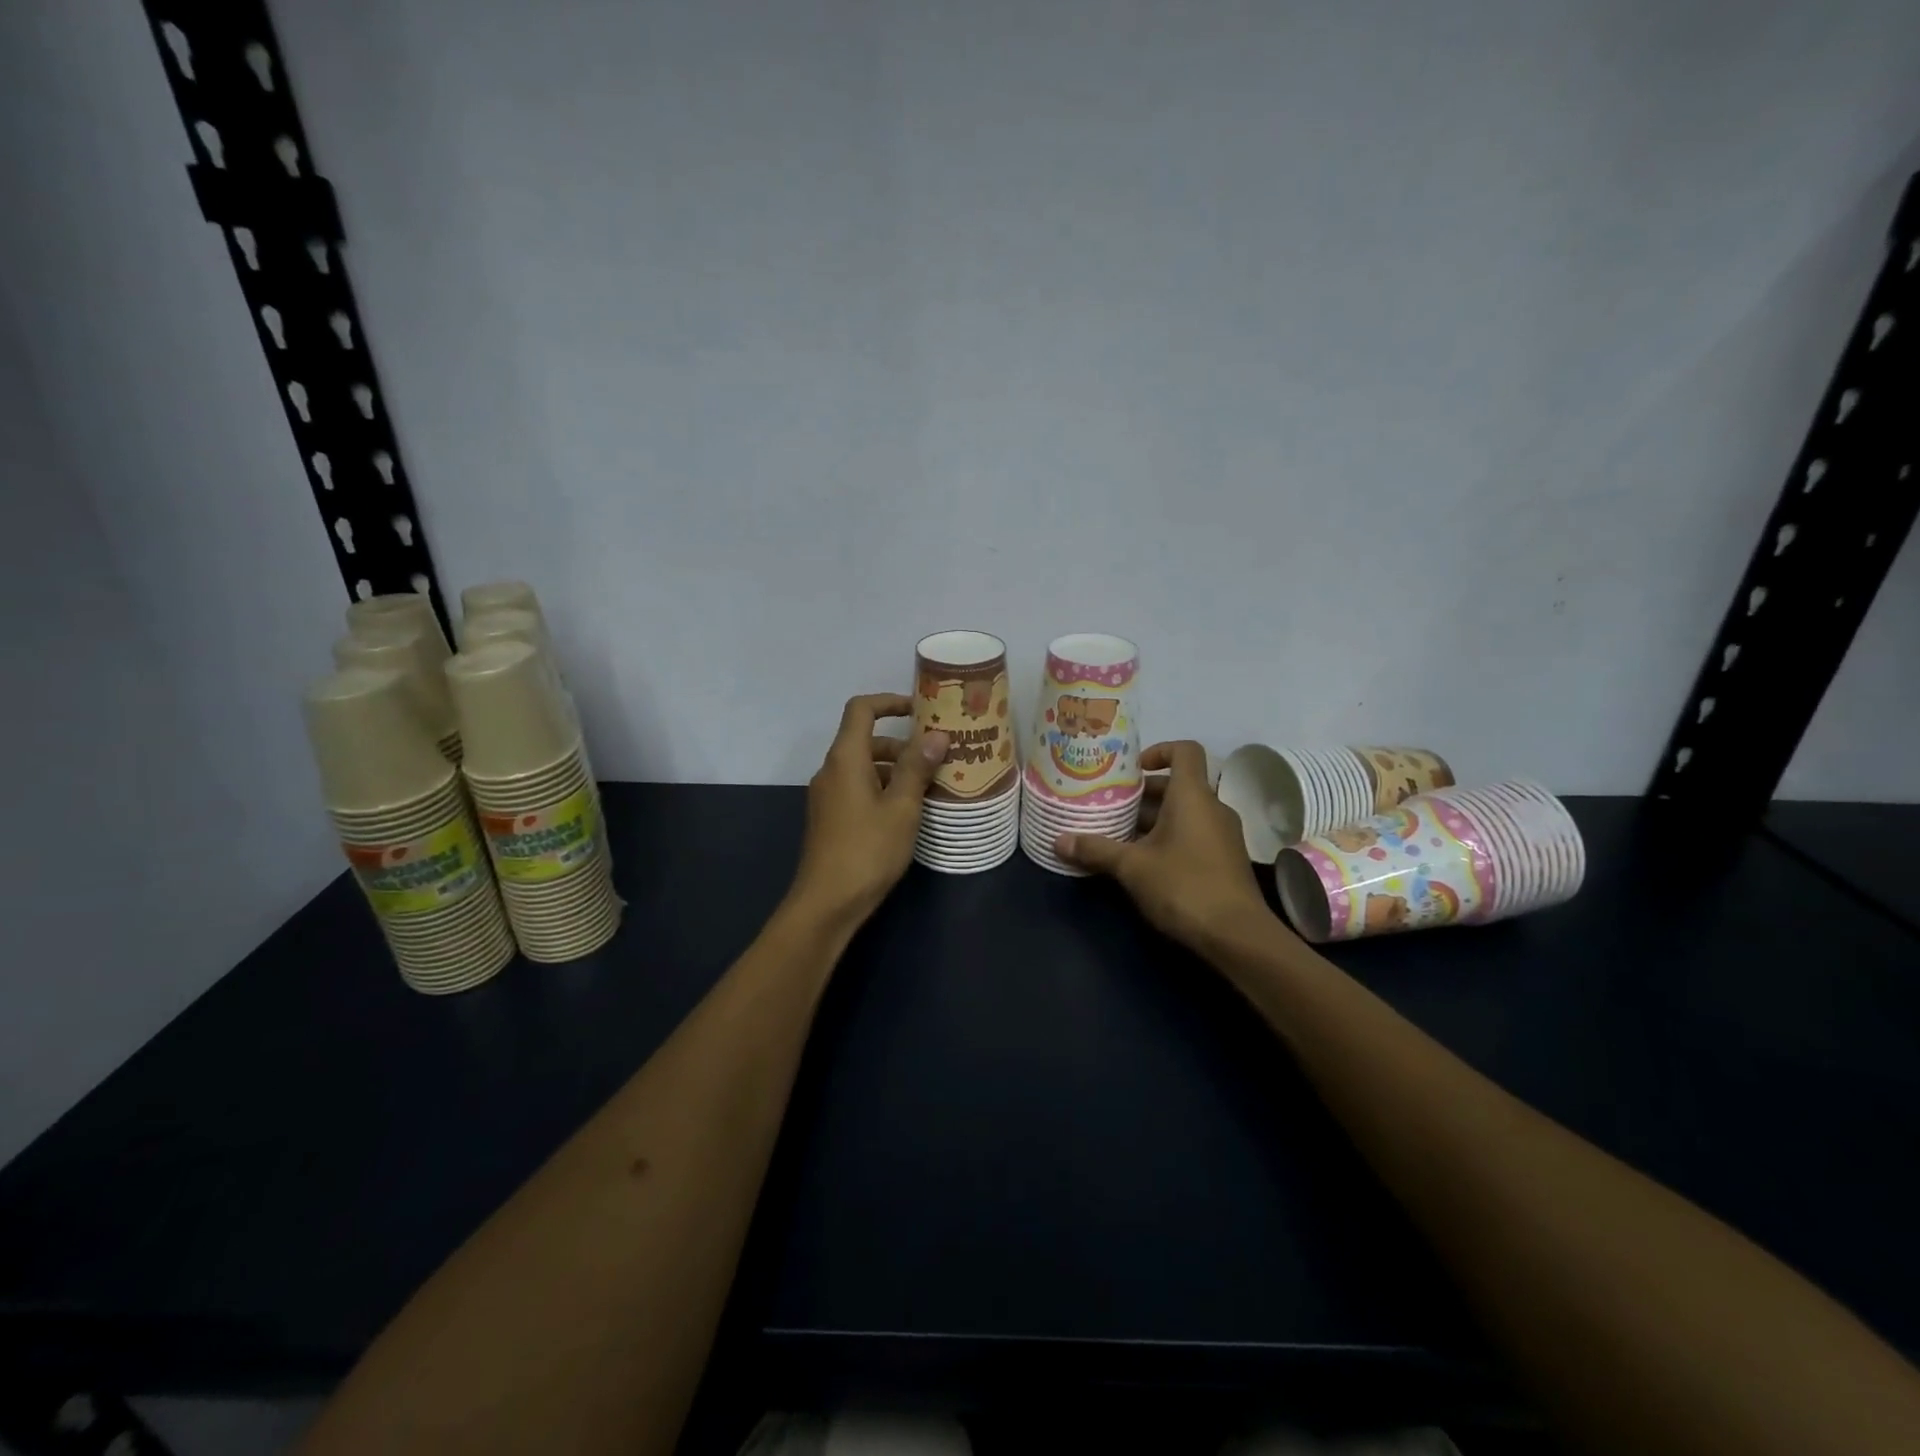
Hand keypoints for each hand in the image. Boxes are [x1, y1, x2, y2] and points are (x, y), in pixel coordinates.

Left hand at [789, 693, 947, 924]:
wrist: (826, 903)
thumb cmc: (868, 850)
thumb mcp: (902, 808)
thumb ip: (917, 768)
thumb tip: (935, 735)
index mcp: (845, 758)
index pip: (861, 709)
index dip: (890, 702)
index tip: (920, 711)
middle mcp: (831, 770)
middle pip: (866, 740)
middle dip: (902, 744)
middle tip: (938, 759)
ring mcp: (828, 796)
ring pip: (864, 767)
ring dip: (896, 770)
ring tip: (931, 788)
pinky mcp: (830, 818)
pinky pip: (859, 789)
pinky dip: (883, 789)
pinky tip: (908, 813)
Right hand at [1055, 740, 1276, 953]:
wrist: (1237, 936)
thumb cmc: (1184, 886)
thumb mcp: (1132, 867)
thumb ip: (1096, 849)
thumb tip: (1058, 841)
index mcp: (1192, 796)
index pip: (1185, 750)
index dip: (1159, 751)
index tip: (1132, 770)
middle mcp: (1212, 807)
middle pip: (1177, 785)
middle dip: (1143, 794)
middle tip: (1110, 806)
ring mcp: (1222, 835)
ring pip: (1184, 813)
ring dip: (1152, 820)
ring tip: (1118, 834)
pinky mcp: (1224, 860)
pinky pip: (1193, 834)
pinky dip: (1169, 839)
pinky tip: (1142, 862)